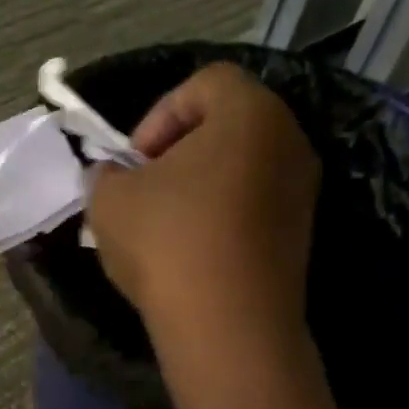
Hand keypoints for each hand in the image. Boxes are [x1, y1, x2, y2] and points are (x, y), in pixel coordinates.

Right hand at [87, 63, 319, 344]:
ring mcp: (302, 192)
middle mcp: (289, 142)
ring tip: (163, 225)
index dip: (160, 113)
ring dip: (198, 186)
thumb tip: (114, 175)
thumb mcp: (108, 198)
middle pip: (228, 124)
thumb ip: (106, 172)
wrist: (228, 326)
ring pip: (240, 168)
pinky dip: (221, 216)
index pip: (206, 82)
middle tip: (145, 186)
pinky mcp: (300, 235)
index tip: (135, 160)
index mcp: (250, 113)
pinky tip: (190, 253)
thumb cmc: (167, 242)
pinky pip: (253, 206)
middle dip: (178, 150)